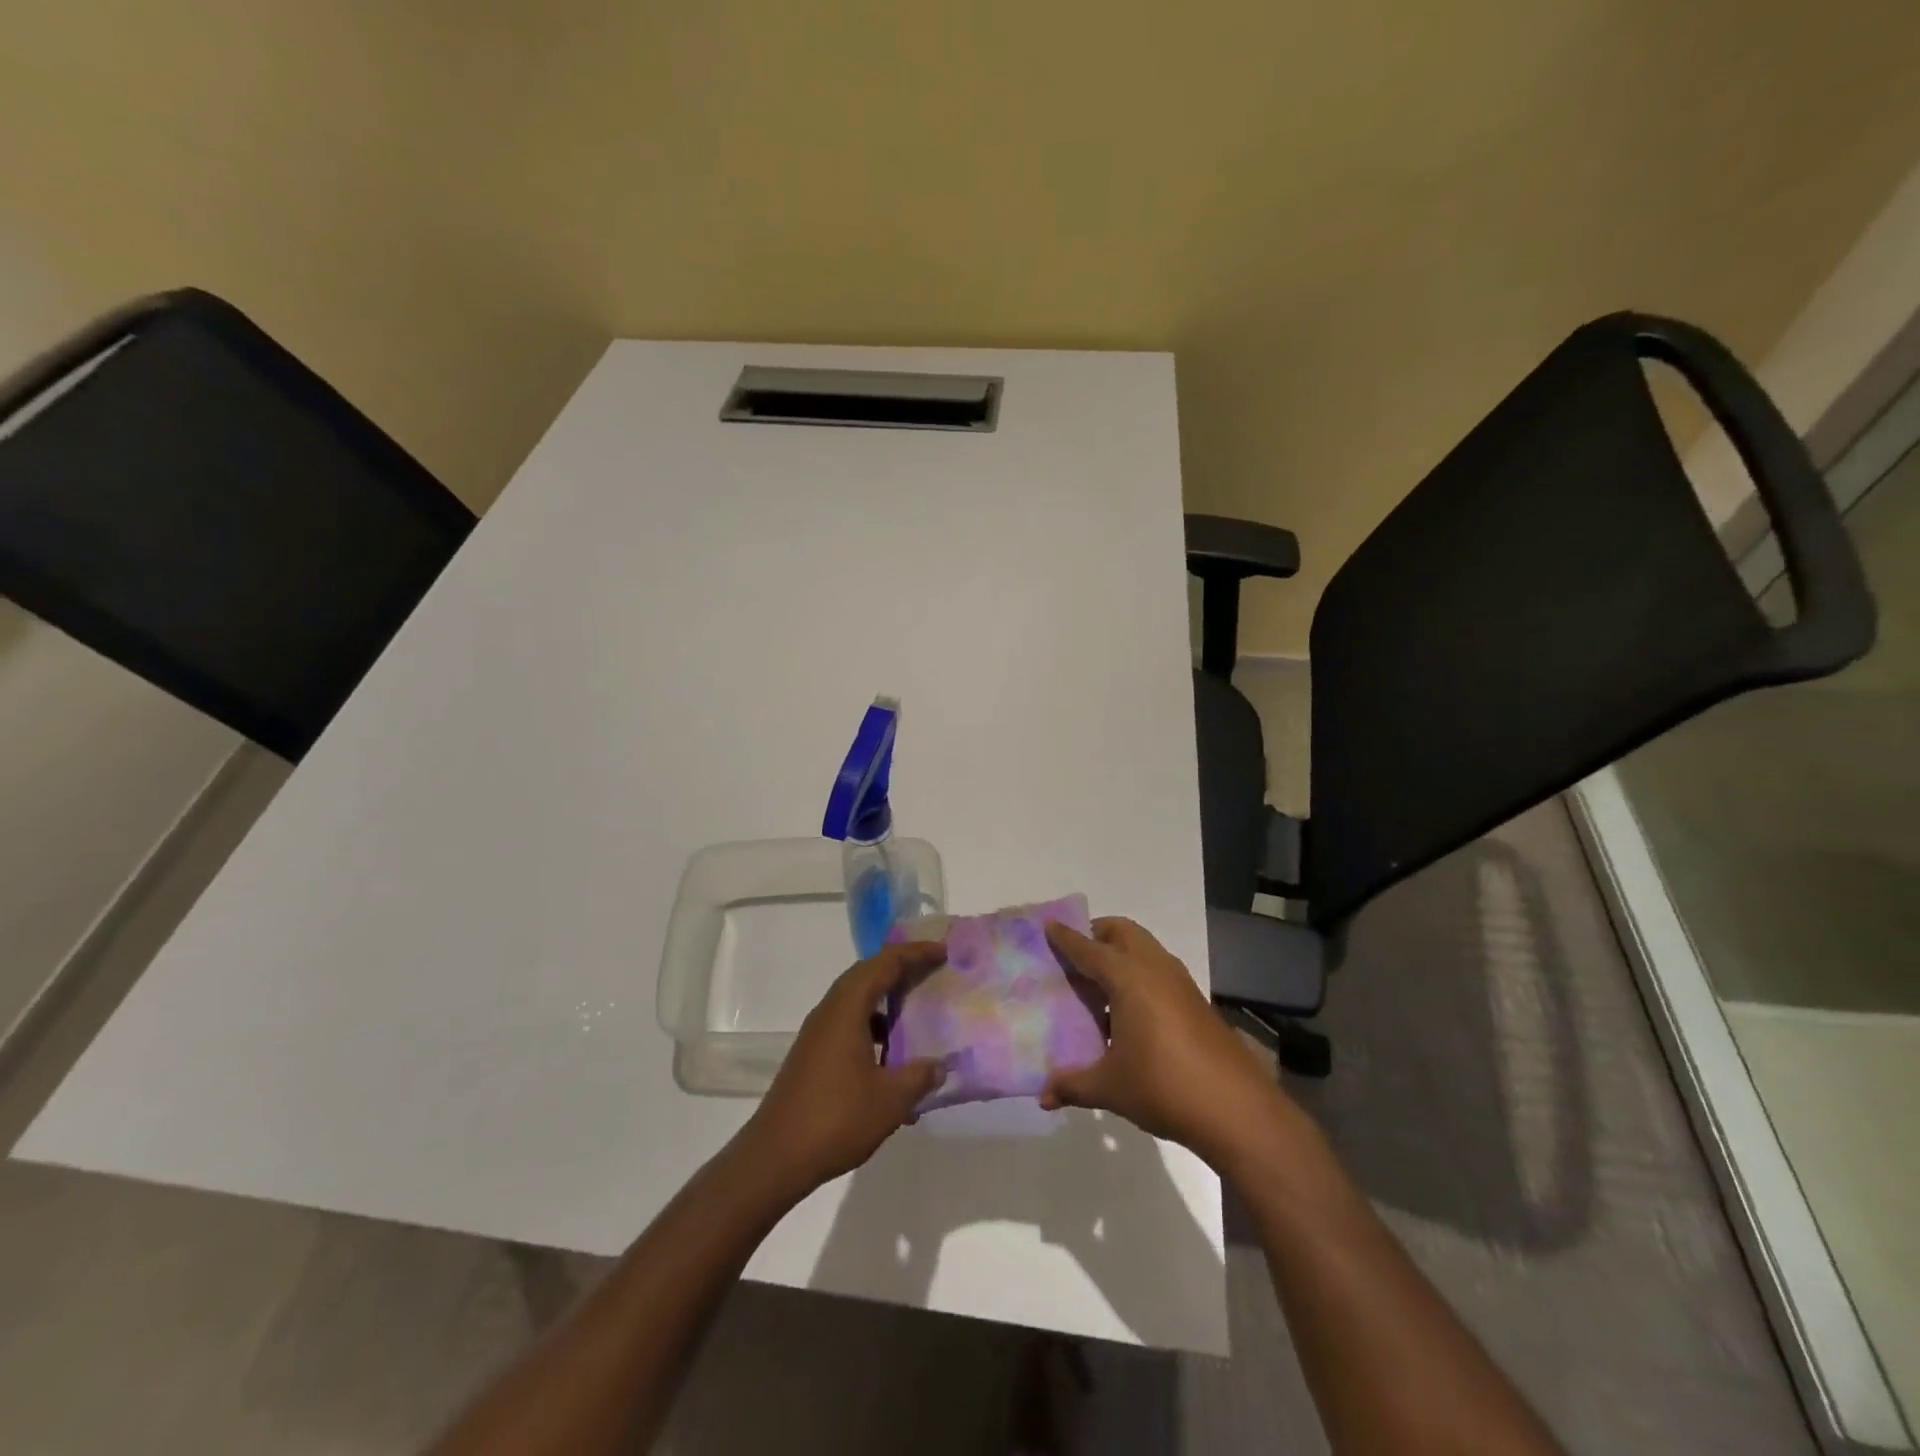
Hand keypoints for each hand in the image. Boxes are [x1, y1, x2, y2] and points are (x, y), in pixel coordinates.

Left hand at [735, 941, 943, 1195]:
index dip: (915, 953)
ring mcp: (818, 1034)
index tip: (943, 952)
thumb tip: (940, 1066)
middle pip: (868, 975)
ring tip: (918, 1015)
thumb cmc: (835, 1119)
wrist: (774, 1158)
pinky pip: (849, 1026)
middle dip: (901, 970)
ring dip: (887, 1002)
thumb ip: (919, 1077)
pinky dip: (874, 1031)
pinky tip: (892, 1063)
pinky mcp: (813, 1055)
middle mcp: (830, 1011)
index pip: (884, 963)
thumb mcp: (890, 1100)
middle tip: (933, 971)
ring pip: (857, 1002)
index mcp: (847, 1008)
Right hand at [1041, 918, 1286, 1167]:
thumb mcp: (1110, 1088)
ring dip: (1121, 953)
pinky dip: (1139, 973)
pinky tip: (1129, 1011)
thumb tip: (1043, 1095)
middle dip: (1098, 933)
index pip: (1089, 949)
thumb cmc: (1164, 1087)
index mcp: (1129, 978)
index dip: (1067, 938)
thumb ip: (1073, 1085)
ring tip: (1099, 983)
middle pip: (1123, 932)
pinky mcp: (1196, 1002)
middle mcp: (1155, 969)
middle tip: (1076, 953)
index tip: (1049, 926)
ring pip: (1145, 949)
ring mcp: (1180, 984)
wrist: (1237, 1110)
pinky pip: (1159, 970)